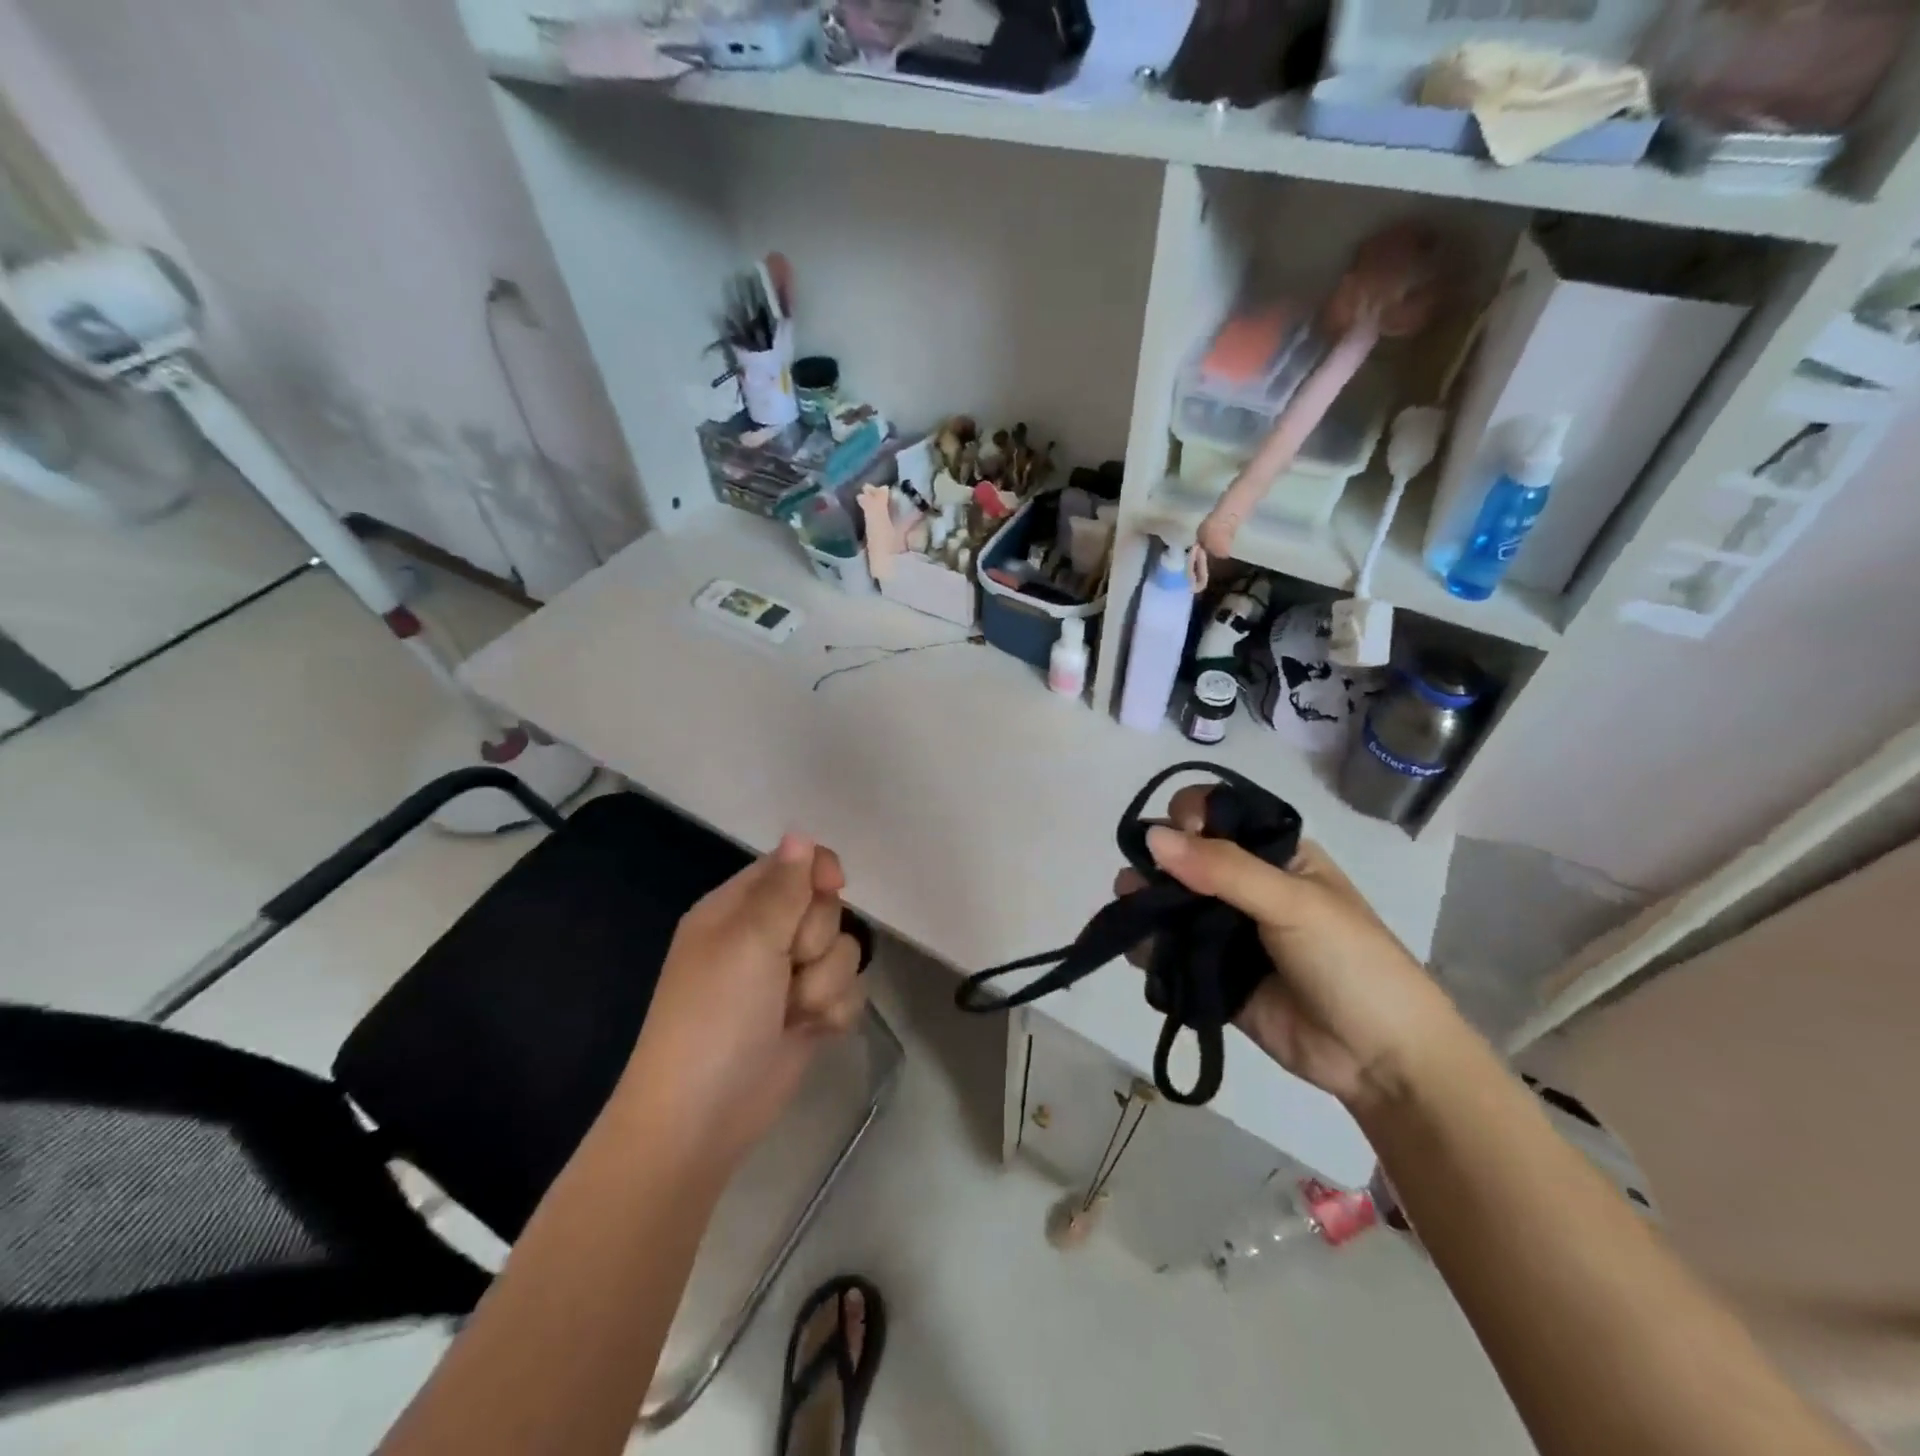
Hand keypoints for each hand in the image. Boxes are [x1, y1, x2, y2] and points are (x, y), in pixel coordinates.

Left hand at [622, 833, 866, 1164]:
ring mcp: (787, 979)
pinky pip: (848, 992)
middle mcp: (763, 938)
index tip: (833, 887)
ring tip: (793, 1011)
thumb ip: (784, 887)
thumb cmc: (715, 1017)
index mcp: (736, 909)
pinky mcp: (808, 1015)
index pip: (792, 865)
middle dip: (817, 940)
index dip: (818, 872)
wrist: (701, 1118)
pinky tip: (810, 1031)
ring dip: (825, 983)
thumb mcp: (748, 942)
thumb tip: (800, 833)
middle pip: (826, 909)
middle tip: (787, 966)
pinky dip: (833, 1012)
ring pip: (843, 952)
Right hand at [1115, 786, 1461, 1111]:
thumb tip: (1151, 837)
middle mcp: (1243, 884)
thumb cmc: (1351, 962)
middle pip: (1183, 856)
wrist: (1380, 1059)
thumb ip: (1224, 868)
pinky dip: (1146, 946)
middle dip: (1156, 862)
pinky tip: (1138, 948)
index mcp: (1273, 853)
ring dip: (1143, 901)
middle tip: (1142, 882)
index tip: (1179, 837)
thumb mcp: (1294, 903)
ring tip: (1132, 913)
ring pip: (1168, 902)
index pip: (1216, 814)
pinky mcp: (1208, 972)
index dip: (1189, 817)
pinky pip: (1166, 950)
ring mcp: (1223, 930)